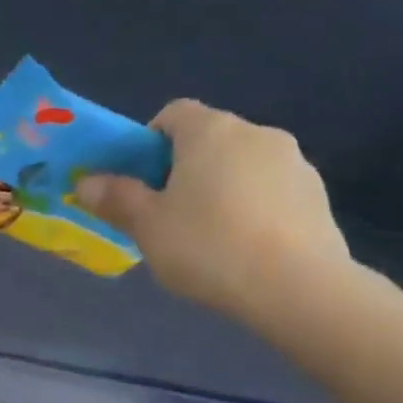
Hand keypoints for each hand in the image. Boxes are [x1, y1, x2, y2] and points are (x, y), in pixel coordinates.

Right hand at [75, 100, 351, 322]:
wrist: (298, 288)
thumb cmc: (208, 247)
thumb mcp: (147, 226)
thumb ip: (115, 198)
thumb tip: (85, 182)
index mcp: (210, 131)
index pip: (171, 114)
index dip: (147, 143)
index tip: (139, 183)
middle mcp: (255, 133)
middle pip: (207, 140)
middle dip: (183, 170)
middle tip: (167, 216)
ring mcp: (294, 162)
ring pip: (241, 166)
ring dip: (220, 189)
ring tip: (209, 239)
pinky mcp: (317, 195)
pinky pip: (270, 192)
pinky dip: (253, 209)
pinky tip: (245, 249)